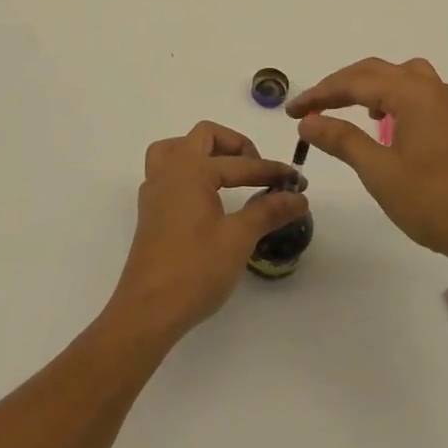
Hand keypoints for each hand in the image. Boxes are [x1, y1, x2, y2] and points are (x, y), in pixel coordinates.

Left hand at [107, 121, 309, 338]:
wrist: (149, 310)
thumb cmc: (195, 269)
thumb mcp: (239, 238)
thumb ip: (269, 211)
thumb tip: (299, 197)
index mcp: (191, 170)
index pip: (240, 163)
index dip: (271, 171)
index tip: (297, 181)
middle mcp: (169, 170)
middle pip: (204, 137)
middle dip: (236, 146)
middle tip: (258, 170)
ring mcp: (155, 190)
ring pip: (177, 148)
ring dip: (205, 152)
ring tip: (229, 173)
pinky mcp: (150, 210)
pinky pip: (168, 171)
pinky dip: (190, 172)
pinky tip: (206, 196)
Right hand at [288, 57, 447, 269]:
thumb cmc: (436, 202)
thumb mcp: (380, 172)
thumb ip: (342, 139)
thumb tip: (309, 120)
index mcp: (413, 94)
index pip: (355, 82)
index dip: (320, 94)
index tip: (292, 112)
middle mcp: (432, 89)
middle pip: (377, 72)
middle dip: (340, 86)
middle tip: (310, 108)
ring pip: (400, 78)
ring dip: (368, 87)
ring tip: (346, 109)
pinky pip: (417, 94)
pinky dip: (391, 98)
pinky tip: (384, 125)